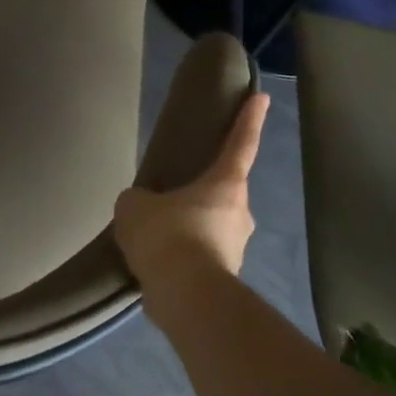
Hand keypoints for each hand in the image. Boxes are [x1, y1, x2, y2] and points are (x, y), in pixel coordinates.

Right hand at [113, 91, 268, 301]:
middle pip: (224, 192)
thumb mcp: (135, 206)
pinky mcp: (226, 278)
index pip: (240, 144)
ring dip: (190, 228)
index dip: (249, 119)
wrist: (186, 298)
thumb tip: (144, 208)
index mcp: (225, 184)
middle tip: (174, 194)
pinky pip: (202, 256)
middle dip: (202, 192)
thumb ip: (139, 200)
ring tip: (157, 235)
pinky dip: (184, 256)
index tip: (261, 97)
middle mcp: (240, 213)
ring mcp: (236, 248)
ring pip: (212, 228)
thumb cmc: (167, 236)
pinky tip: (158, 264)